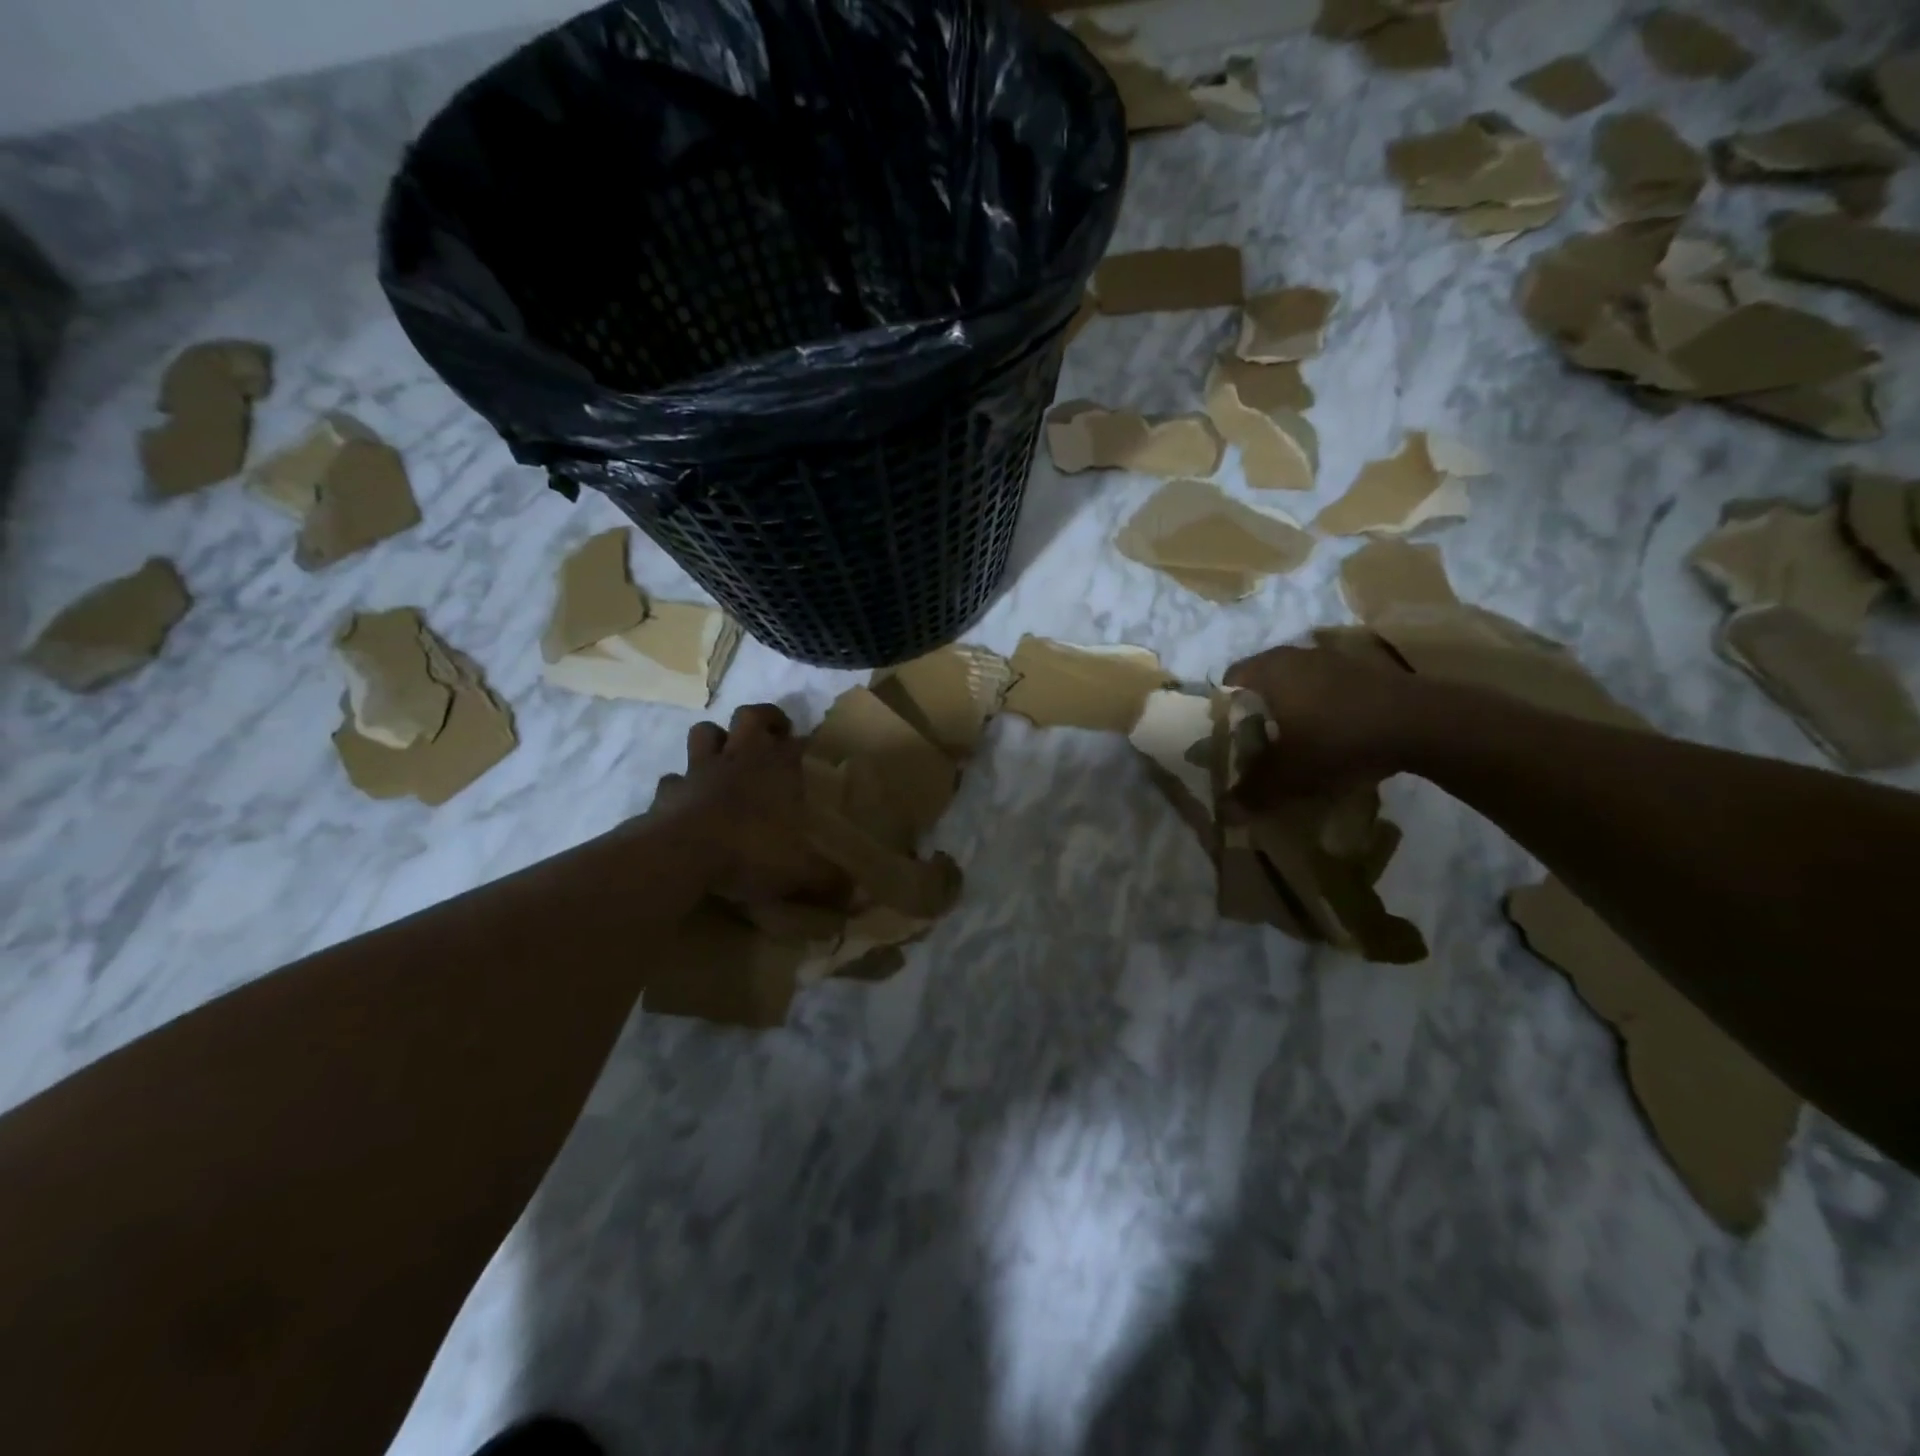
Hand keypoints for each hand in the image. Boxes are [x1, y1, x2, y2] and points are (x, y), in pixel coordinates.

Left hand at [647, 704, 847, 907]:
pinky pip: (673, 779)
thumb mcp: (800, 872)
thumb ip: (830, 882)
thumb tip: (863, 901)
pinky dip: (680, 785)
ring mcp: (700, 771)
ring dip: (716, 739)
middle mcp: (740, 759)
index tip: (812, 752)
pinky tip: (687, 799)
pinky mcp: (668, 791)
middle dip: (765, 719)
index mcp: (778, 769)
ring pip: (705, 733)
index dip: (806, 744)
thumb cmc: (749, 851)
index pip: (799, 742)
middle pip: (750, 716)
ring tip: (728, 755)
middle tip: (775, 735)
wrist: (680, 855)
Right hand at [1222, 642, 1426, 804]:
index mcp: (1269, 671)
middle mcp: (1296, 655)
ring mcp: (1333, 658)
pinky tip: (1333, 735)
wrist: (1422, 723)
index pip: (1230, 680)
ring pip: (1297, 682)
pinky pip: (1327, 687)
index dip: (1224, 709)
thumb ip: (1254, 791)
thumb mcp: (1291, 775)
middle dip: (1258, 710)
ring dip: (1292, 707)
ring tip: (1296, 742)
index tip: (1229, 737)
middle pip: (1263, 680)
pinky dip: (1322, 707)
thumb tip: (1228, 809)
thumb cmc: (1339, 740)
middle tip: (1258, 743)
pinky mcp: (1365, 669)